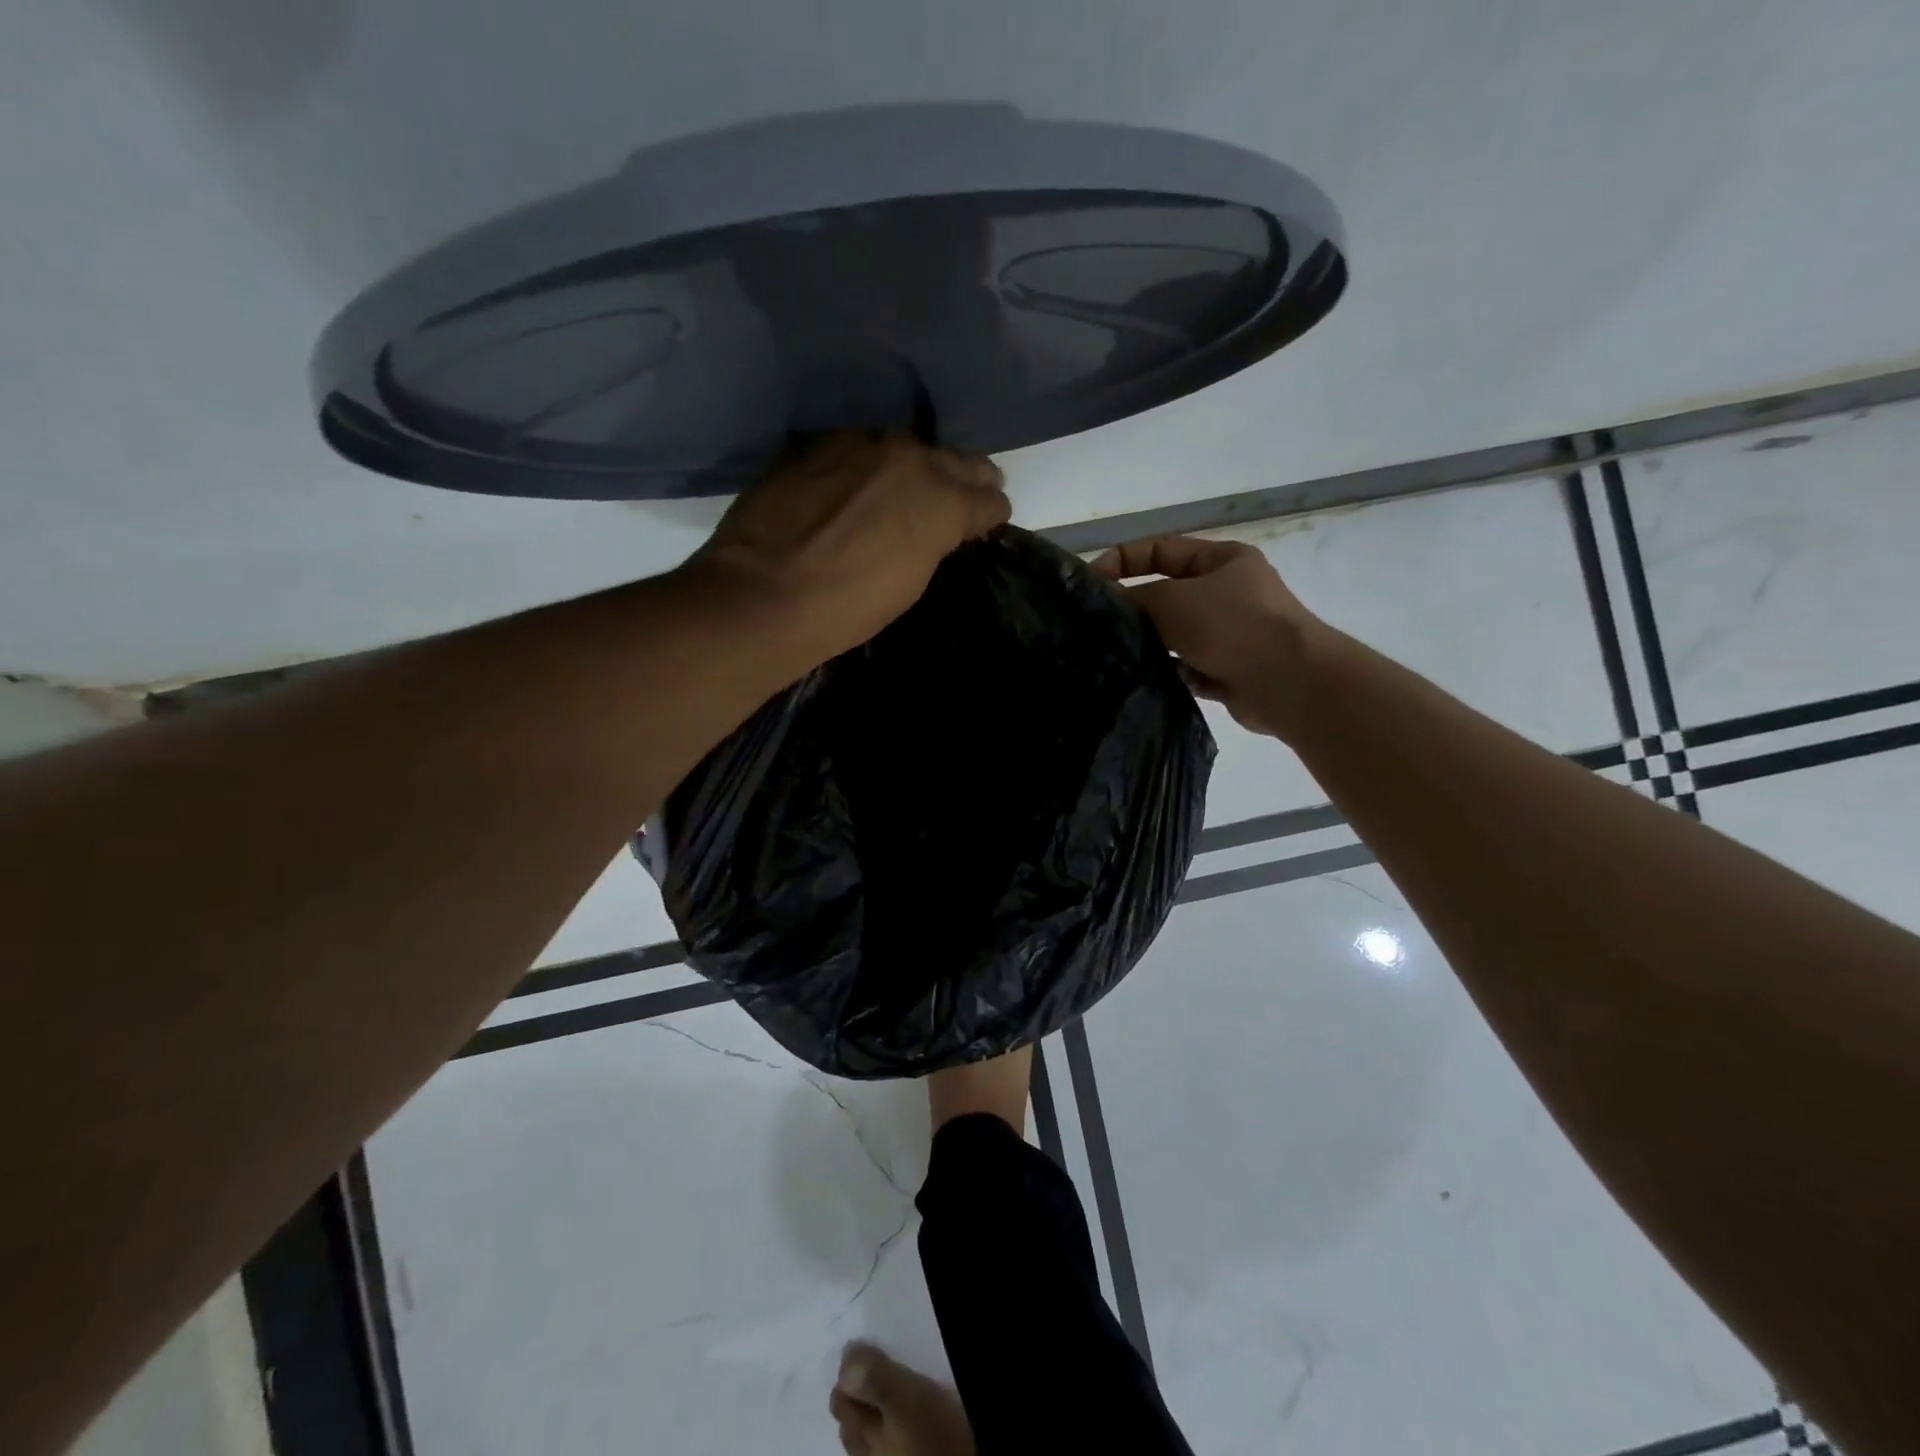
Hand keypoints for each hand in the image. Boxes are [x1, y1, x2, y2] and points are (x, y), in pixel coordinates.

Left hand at [690, 433, 1008, 663]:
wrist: (764, 594)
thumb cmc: (849, 606)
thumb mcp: (912, 581)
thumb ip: (935, 542)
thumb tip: (938, 528)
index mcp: (941, 499)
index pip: (986, 498)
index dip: (992, 512)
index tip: (990, 519)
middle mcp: (908, 458)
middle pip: (955, 460)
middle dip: (968, 477)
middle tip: (974, 490)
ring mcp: (860, 444)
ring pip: (906, 447)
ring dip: (917, 465)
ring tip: (917, 482)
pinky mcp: (818, 445)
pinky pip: (860, 449)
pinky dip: (871, 464)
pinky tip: (865, 480)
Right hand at [1093, 536, 1321, 738]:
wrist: (1289, 682)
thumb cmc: (1232, 625)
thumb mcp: (1174, 599)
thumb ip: (1135, 597)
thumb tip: (1108, 601)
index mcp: (1222, 560)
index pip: (1160, 550)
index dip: (1122, 560)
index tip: (1090, 582)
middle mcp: (1227, 593)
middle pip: (1167, 594)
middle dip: (1135, 607)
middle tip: (1098, 624)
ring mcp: (1230, 634)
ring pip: (1175, 635)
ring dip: (1150, 643)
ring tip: (1115, 655)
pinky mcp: (1228, 670)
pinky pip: (1186, 668)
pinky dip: (1168, 672)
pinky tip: (1144, 680)